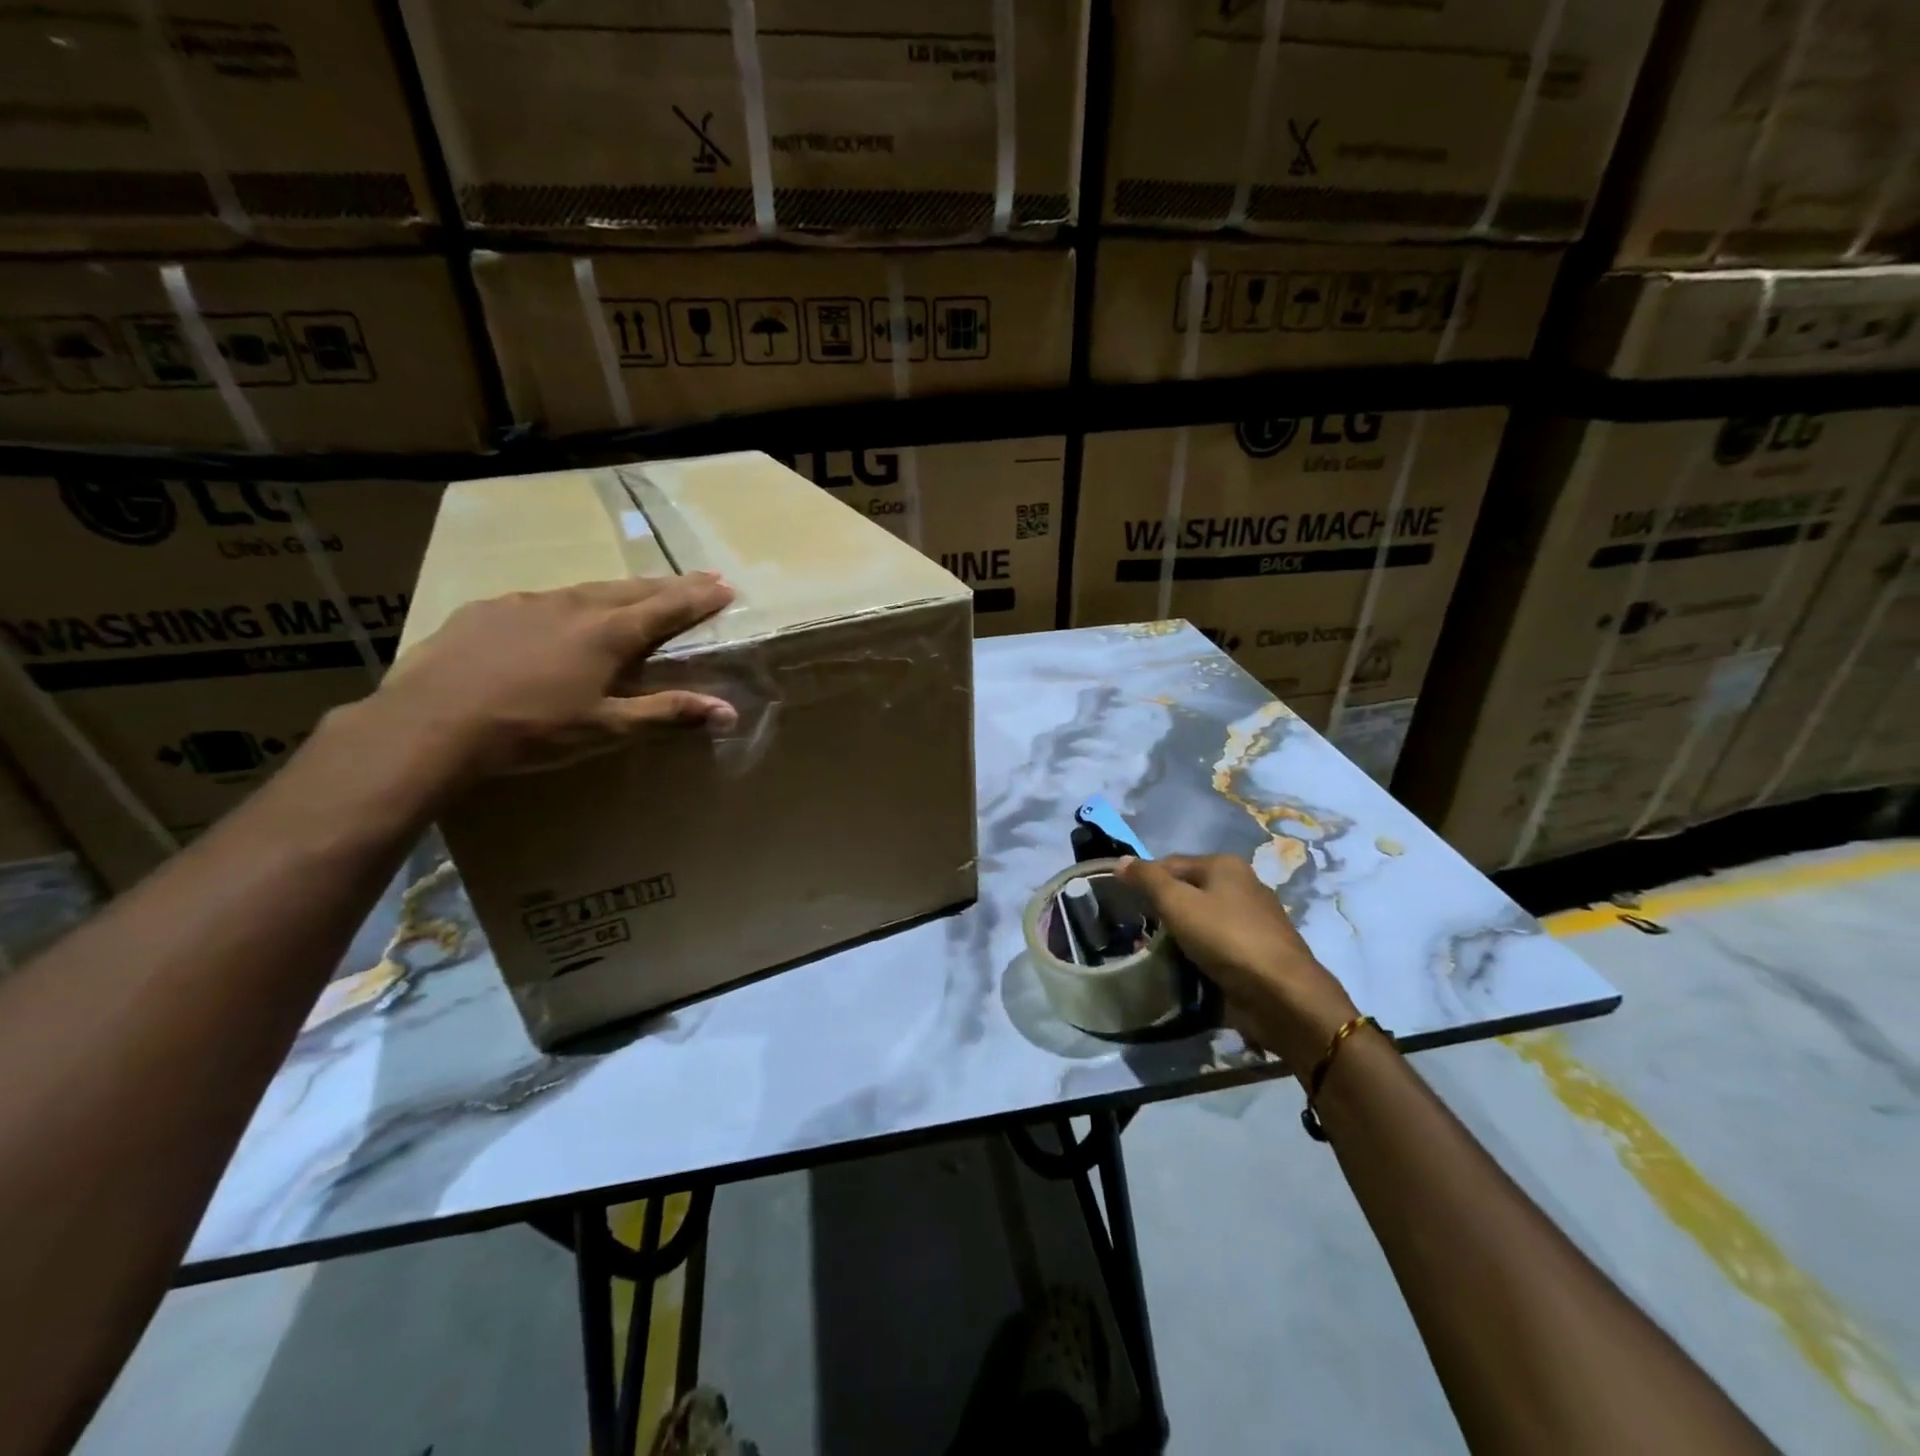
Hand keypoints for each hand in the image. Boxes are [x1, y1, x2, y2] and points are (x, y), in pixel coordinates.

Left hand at [371, 574, 737, 778]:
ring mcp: (528, 602)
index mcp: (608, 634)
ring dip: (622, 590)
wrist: (431, 722)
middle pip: (634, 588)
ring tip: (639, 592)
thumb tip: (729, 712)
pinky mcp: (489, 609)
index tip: (726, 586)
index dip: (699, 597)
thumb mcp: (607, 727)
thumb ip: (668, 713)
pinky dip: (569, 603)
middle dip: (671, 584)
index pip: (668, 608)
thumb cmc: (532, 729)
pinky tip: (561, 616)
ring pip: (588, 589)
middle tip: (700, 577)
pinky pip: (543, 600)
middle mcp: (574, 606)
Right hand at [1116, 853, 1357, 1065]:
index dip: (1143, 879)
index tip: (1119, 902)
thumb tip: (1120, 861)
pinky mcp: (1254, 954)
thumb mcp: (1178, 903)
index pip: (1170, 863)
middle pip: (1186, 891)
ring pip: (1199, 921)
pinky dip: (1195, 954)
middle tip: (1132, 930)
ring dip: (1175, 935)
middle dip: (1159, 910)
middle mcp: (1240, 886)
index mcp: (1224, 866)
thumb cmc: (1226, 939)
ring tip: (1148, 953)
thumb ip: (1147, 879)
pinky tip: (1179, 968)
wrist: (1282, 997)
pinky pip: (1213, 947)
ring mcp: (1250, 921)